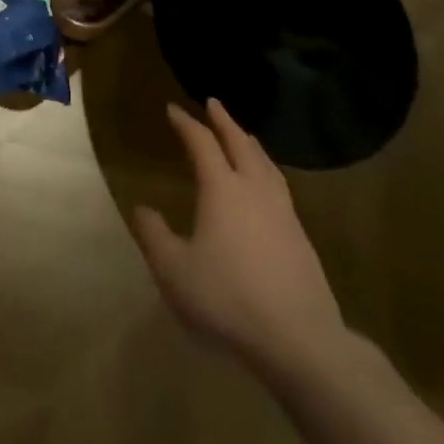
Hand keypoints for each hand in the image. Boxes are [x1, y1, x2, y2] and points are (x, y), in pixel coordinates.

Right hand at [133, 99, 347, 377]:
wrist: (300, 340)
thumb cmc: (228, 299)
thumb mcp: (174, 270)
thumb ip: (154, 236)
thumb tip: (141, 208)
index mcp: (222, 188)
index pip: (201, 142)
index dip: (186, 123)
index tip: (172, 109)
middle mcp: (254, 189)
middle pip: (239, 143)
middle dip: (224, 121)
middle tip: (213, 103)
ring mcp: (283, 212)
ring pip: (265, 163)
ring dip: (250, 143)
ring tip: (244, 136)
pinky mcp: (301, 238)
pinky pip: (279, 187)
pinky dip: (267, 170)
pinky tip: (267, 185)